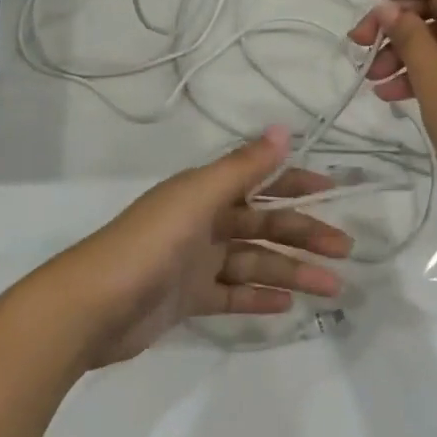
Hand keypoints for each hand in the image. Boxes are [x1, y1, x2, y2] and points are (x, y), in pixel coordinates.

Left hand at [55, 127, 350, 364]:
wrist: (91, 307)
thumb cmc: (149, 244)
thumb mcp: (198, 198)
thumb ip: (243, 168)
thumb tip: (284, 129)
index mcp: (204, 192)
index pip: (260, 182)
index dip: (296, 183)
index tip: (333, 192)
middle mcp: (203, 221)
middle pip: (264, 225)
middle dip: (304, 234)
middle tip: (344, 250)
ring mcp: (195, 262)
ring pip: (254, 262)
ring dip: (292, 271)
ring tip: (331, 286)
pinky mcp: (187, 298)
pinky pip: (233, 294)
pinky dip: (258, 297)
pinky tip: (288, 305)